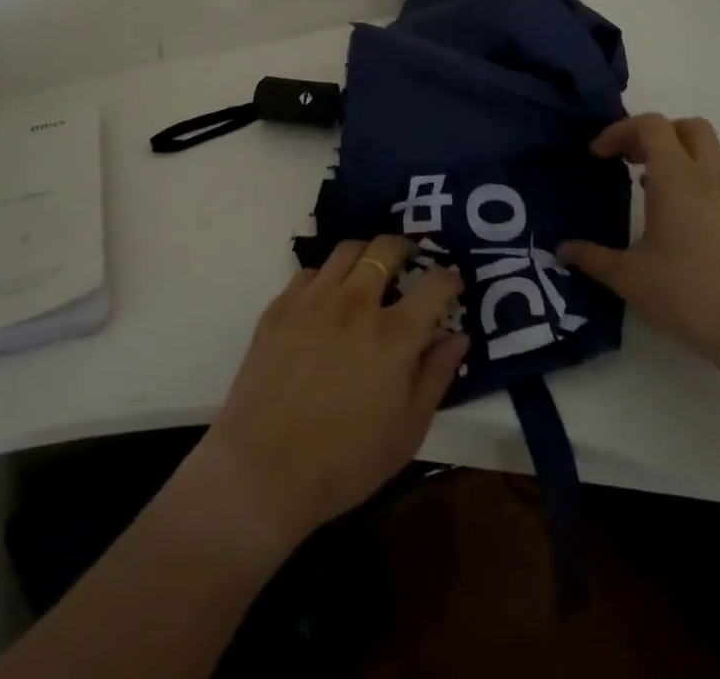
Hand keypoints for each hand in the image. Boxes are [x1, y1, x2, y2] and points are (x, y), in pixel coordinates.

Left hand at [187, 236, 467, 555]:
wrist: (261, 471)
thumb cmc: (345, 462)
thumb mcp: (407, 432)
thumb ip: (437, 376)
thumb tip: (457, 335)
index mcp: (394, 335)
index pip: (434, 285)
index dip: (449, 278)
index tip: (452, 282)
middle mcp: (355, 303)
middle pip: (386, 248)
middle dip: (406, 248)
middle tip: (410, 260)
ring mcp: (313, 300)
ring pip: (347, 250)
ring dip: (366, 254)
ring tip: (370, 270)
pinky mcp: (280, 307)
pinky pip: (310, 272)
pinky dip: (327, 277)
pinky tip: (327, 298)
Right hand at [562, 113, 719, 364]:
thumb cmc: (686, 294)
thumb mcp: (628, 277)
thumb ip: (592, 257)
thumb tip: (562, 250)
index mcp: (677, 178)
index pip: (651, 125)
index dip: (620, 131)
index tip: (599, 156)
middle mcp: (708, 177)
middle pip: (688, 126)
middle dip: (656, 134)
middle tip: (630, 159)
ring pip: (710, 149)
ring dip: (680, 152)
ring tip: (653, 182)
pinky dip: (698, 176)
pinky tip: (680, 213)